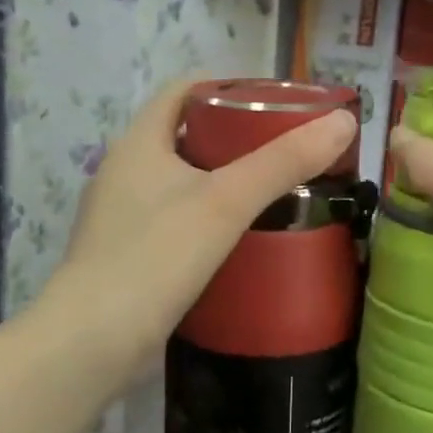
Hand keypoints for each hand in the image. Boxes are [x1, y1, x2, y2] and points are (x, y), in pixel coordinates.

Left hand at [54, 80, 356, 385]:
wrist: (90, 346)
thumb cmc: (154, 257)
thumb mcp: (225, 202)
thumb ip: (283, 161)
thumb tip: (343, 121)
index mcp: (139, 143)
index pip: (184, 90)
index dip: (229, 86)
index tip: (275, 101)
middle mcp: (125, 171)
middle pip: (187, 133)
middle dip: (236, 135)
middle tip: (286, 146)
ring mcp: (122, 216)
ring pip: (182, 179)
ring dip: (224, 178)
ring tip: (274, 188)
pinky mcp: (128, 254)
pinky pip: (176, 217)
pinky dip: (209, 215)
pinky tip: (242, 235)